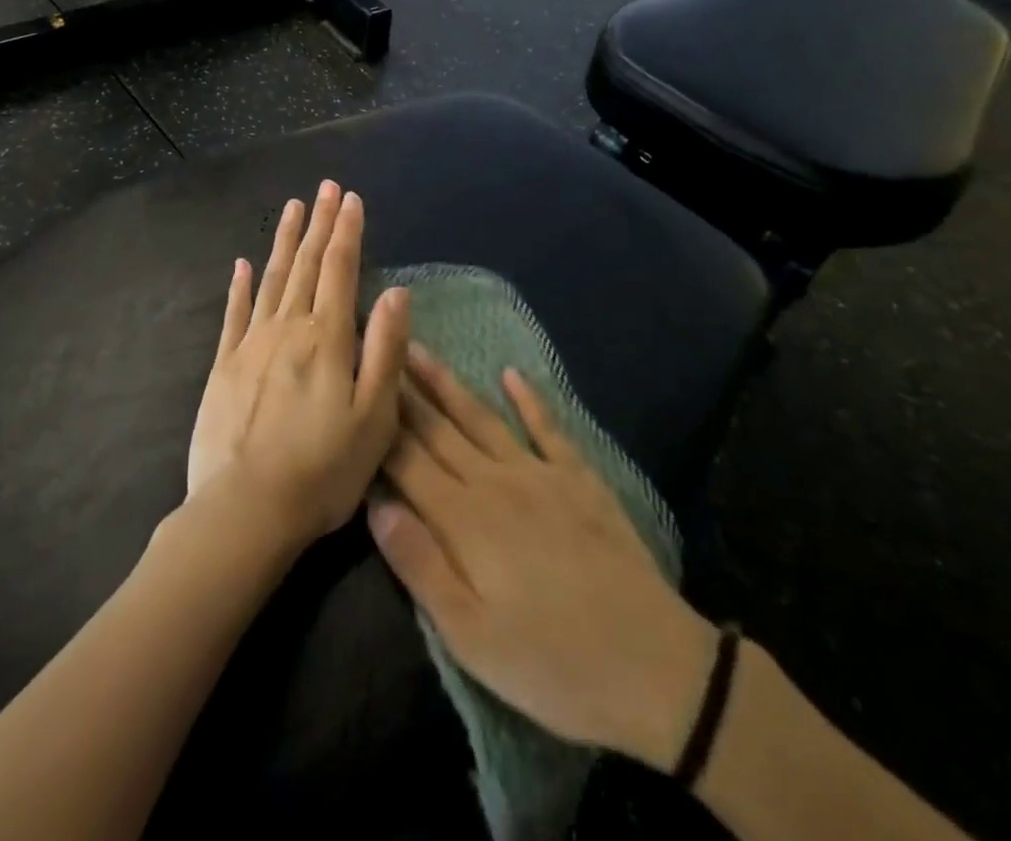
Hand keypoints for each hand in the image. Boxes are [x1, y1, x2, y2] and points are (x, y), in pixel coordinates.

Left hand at [186, 182, 407, 546]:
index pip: (340, 269)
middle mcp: (288, 328)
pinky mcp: (224, 366)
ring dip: (283, 241)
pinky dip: (239, 285)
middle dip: (318, 223)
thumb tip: (396, 292)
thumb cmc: (322, 470)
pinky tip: (242, 264)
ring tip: (291, 208)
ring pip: (271, 278)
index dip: (347, 231)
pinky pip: (234, 313)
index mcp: (327, 338)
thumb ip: (386, 350)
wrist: (244, 511)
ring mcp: (250, 344)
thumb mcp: (374, 417)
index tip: (350, 198)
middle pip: (305, 264)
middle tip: (324, 187)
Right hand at [371, 351, 718, 763]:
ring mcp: (539, 474)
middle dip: (404, 390)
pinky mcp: (579, 479)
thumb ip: (420, 565)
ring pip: (481, 417)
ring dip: (448, 383)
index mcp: (463, 520)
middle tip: (379, 344)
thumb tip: (375, 504)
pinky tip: (511, 375)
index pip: (407, 461)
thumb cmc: (551, 664)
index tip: (356, 386)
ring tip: (421, 350)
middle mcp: (494, 482)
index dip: (379, 424)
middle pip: (439, 429)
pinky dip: (529, 399)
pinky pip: (547, 428)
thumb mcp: (471, 636)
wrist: (653, 666)